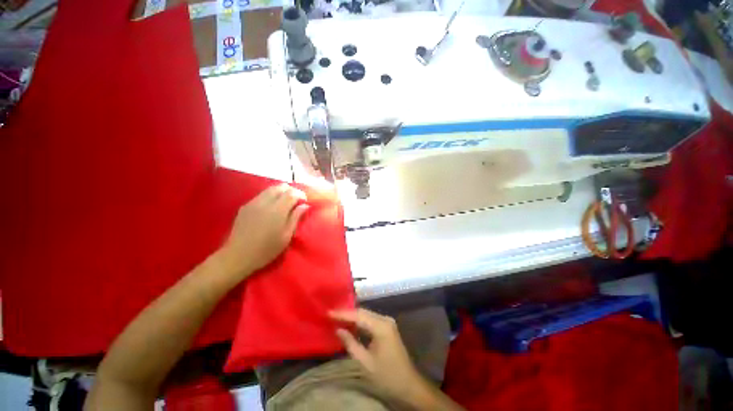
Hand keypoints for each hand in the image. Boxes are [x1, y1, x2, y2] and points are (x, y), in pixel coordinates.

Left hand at [217, 184, 308, 277]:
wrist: (238, 256)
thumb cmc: (267, 249)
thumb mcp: (286, 236)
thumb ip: (296, 218)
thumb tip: (305, 205)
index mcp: (277, 210)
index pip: (292, 193)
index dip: (300, 194)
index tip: (305, 201)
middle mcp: (265, 202)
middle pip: (281, 187)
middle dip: (291, 191)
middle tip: (296, 201)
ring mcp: (253, 203)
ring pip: (270, 189)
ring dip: (281, 192)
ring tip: (285, 203)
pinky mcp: (245, 206)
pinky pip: (261, 195)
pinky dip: (270, 196)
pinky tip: (271, 208)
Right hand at [329, 309, 423, 398]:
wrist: (409, 384)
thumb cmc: (387, 375)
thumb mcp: (366, 362)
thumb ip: (351, 344)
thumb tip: (338, 329)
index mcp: (381, 326)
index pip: (358, 315)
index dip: (343, 313)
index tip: (328, 312)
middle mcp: (385, 319)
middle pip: (363, 312)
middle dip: (347, 313)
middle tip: (330, 314)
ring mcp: (387, 322)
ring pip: (366, 315)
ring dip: (352, 316)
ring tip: (337, 317)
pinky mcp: (387, 327)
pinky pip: (370, 320)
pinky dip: (359, 321)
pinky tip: (350, 323)